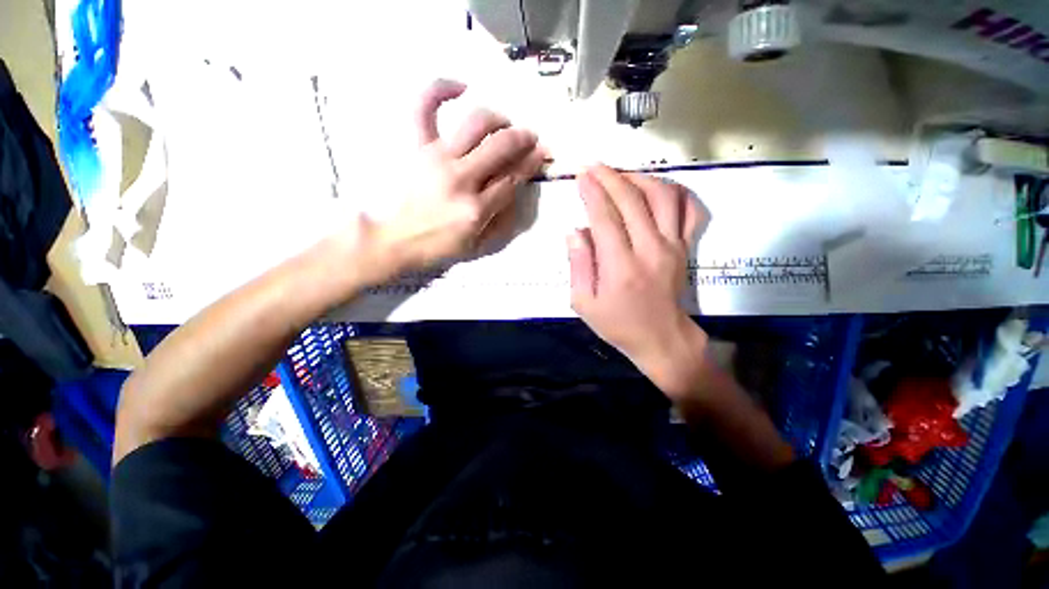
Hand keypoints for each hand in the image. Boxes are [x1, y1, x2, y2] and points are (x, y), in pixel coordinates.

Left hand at [346, 80, 545, 285]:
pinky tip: (461, 87)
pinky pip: (424, 108)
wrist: (398, 240)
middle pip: (501, 146)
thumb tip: (516, 187)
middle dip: (523, 138)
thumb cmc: (442, 246)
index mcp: (477, 209)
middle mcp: (460, 179)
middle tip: (530, 137)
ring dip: (498, 118)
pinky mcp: (417, 148)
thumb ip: (502, 218)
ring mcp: (437, 159)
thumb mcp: (480, 245)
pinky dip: (440, 90)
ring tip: (504, 123)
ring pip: (476, 123)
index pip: (513, 178)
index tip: (542, 153)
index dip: (532, 162)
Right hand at [568, 165, 708, 398]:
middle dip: (610, 177)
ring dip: (639, 178)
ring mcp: (673, 245)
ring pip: (662, 196)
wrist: (662, 339)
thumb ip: (578, 265)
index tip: (580, 176)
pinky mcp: (684, 247)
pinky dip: (674, 191)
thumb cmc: (618, 325)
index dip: (592, 192)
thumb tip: (574, 231)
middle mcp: (650, 249)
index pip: (605, 217)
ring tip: (620, 175)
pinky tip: (656, 187)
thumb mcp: (584, 303)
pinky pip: (688, 209)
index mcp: (620, 267)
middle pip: (631, 200)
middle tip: (593, 167)